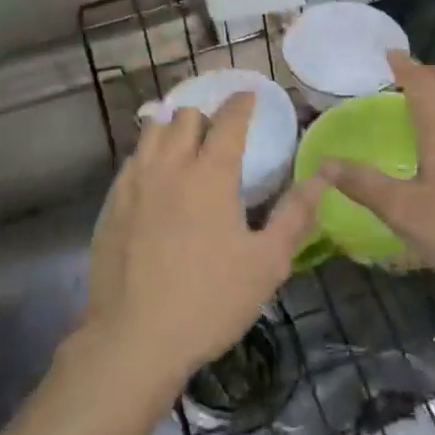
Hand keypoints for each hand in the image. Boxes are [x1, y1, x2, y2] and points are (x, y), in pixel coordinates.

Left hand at [80, 93, 322, 398]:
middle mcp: (170, 166)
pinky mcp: (111, 203)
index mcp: (210, 174)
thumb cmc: (209, 301)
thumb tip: (323, 177)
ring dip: (173, 128)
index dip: (241, 103)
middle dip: (206, 115)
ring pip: (152, 131)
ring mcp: (134, 182)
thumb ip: (295, 215)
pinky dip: (148, 156)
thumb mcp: (266, 263)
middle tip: (219, 133)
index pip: (228, 120)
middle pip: (185, 116)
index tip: (249, 96)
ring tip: (185, 145)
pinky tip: (155, 178)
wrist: (134, 339)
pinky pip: (131, 160)